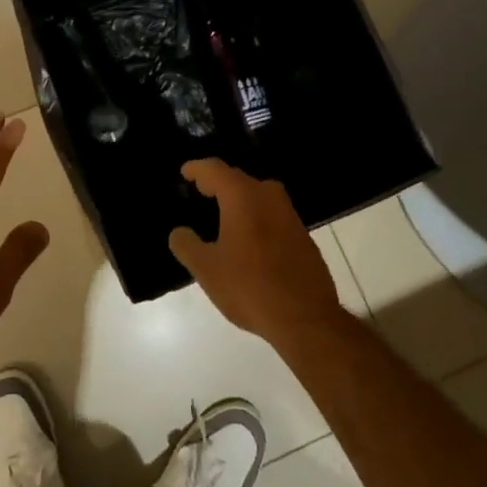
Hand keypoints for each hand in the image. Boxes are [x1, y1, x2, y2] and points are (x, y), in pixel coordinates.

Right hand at [170, 159, 344, 350]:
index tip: (185, 173)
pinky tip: (248, 238)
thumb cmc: (250, 287)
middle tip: (200, 191)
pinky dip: (255, 216)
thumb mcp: (207, 270)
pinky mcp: (302, 234)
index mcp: (242, 196)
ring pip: (258, 195)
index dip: (197, 169)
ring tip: (221, 213)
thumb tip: (179, 232)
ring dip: (238, 199)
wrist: (307, 318)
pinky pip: (272, 213)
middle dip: (217, 183)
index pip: (215, 169)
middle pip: (238, 179)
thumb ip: (187, 245)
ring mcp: (289, 214)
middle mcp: (268, 196)